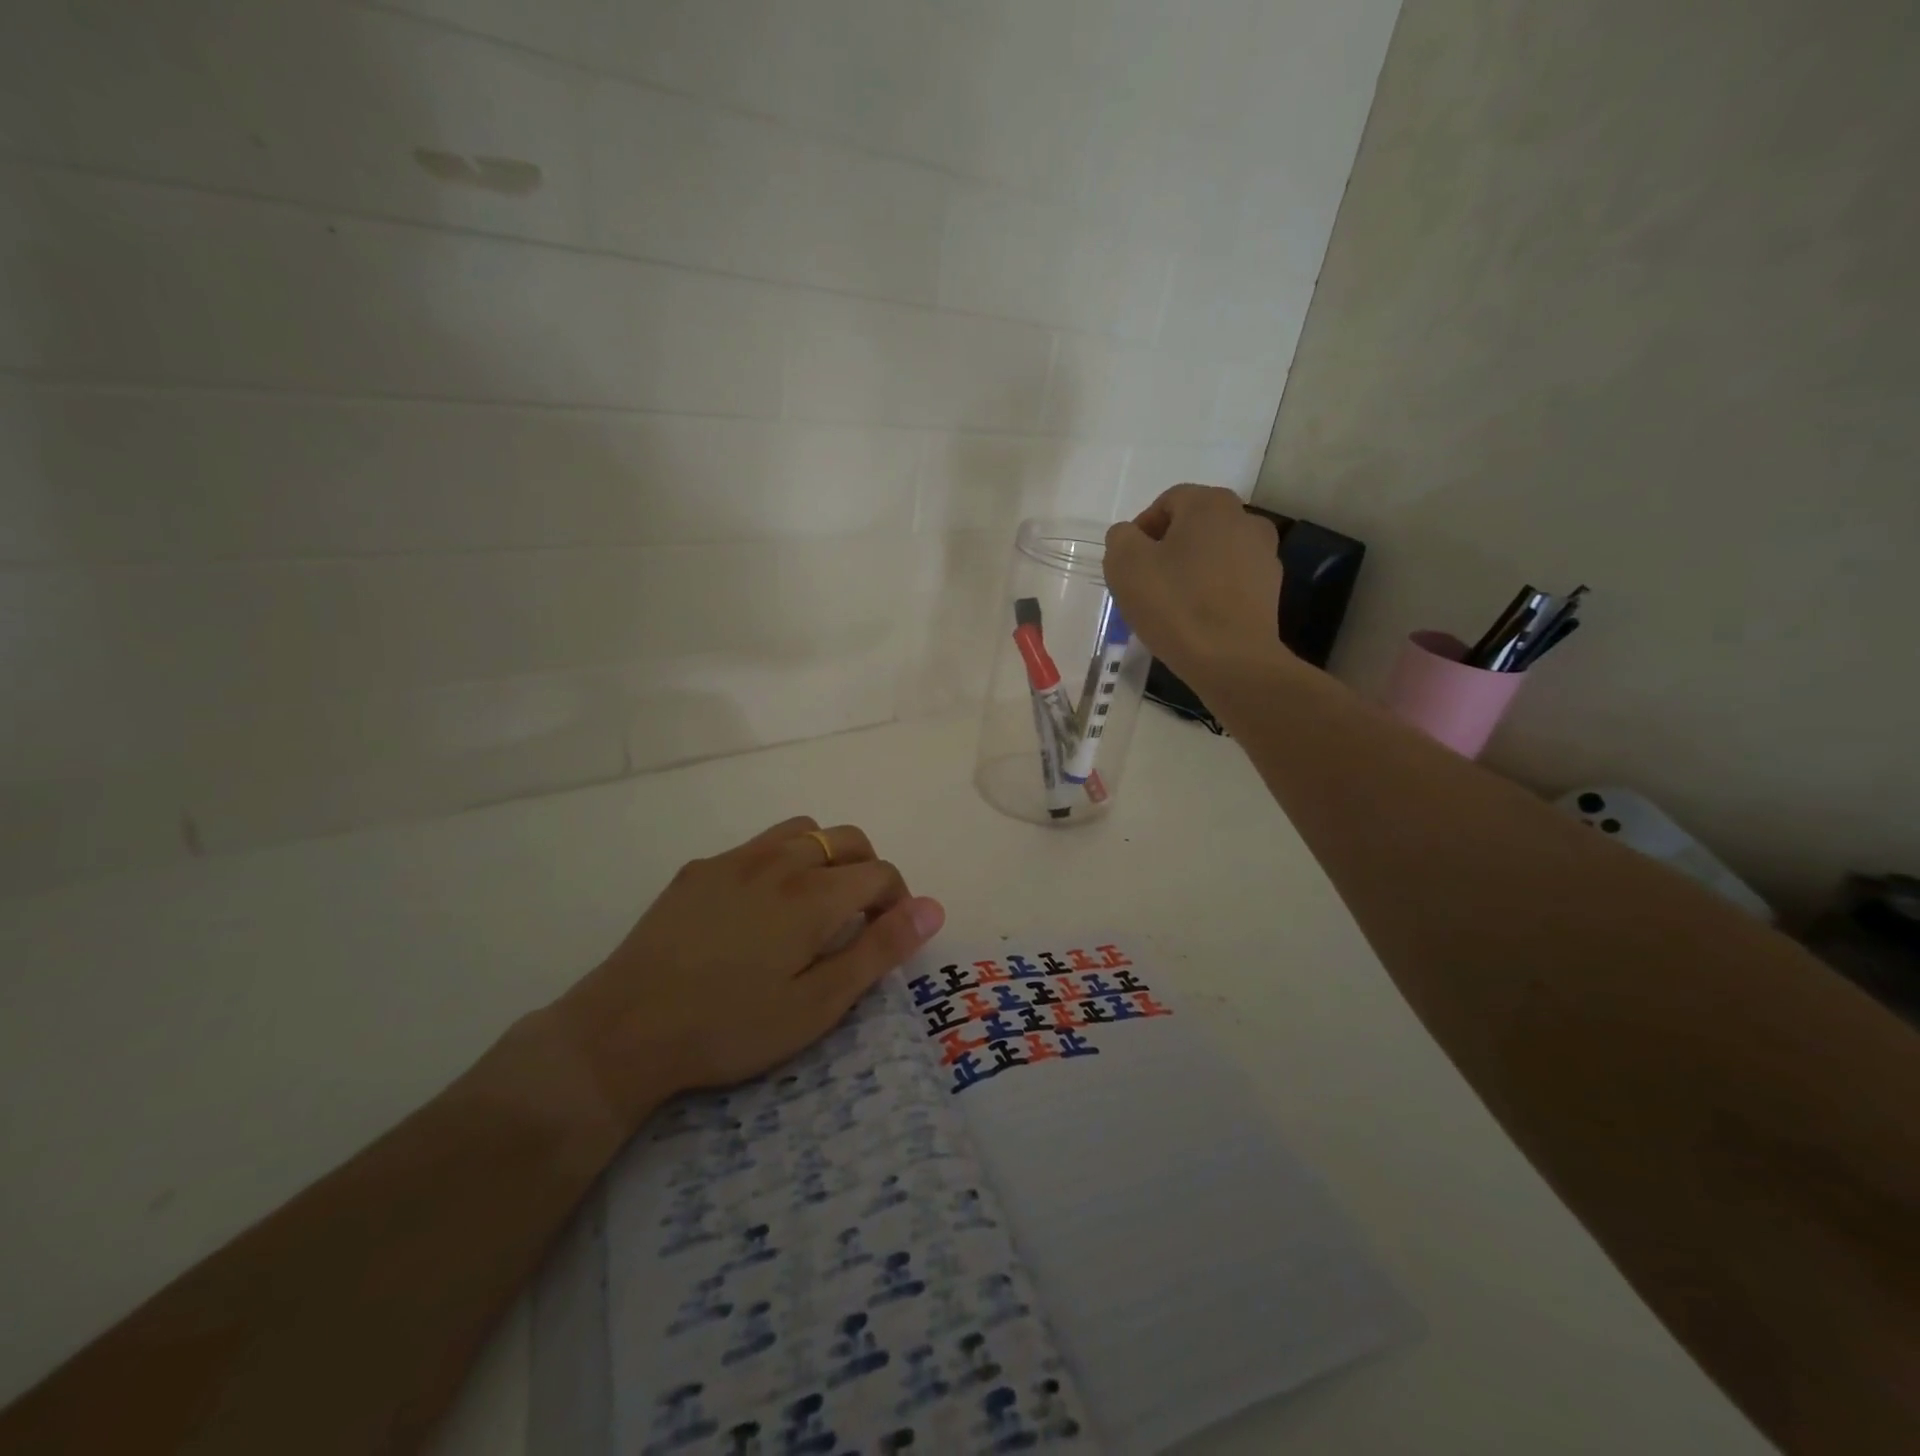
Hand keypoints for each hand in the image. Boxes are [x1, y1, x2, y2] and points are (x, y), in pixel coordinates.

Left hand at [547, 817, 943, 1131]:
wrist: (624, 1029)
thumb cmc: (731, 1026)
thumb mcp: (818, 1004)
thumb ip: (879, 950)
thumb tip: (932, 908)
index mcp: (813, 894)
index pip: (880, 872)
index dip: (897, 901)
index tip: (887, 936)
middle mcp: (779, 861)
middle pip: (847, 839)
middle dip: (869, 870)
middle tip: (858, 919)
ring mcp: (734, 859)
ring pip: (802, 831)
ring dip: (825, 856)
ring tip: (815, 904)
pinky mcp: (699, 869)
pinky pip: (757, 845)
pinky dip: (781, 861)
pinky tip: (759, 908)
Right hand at [1104, 484, 1287, 683]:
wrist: (1231, 660)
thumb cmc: (1174, 605)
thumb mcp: (1124, 565)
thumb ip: (1120, 538)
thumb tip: (1130, 536)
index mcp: (1209, 504)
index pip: (1166, 502)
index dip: (1141, 531)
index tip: (1128, 565)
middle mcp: (1245, 518)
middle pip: (1193, 526)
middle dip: (1166, 549)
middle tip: (1145, 583)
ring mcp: (1264, 554)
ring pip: (1213, 553)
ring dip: (1190, 570)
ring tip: (1171, 604)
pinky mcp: (1271, 589)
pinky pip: (1230, 580)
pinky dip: (1212, 591)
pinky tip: (1196, 618)